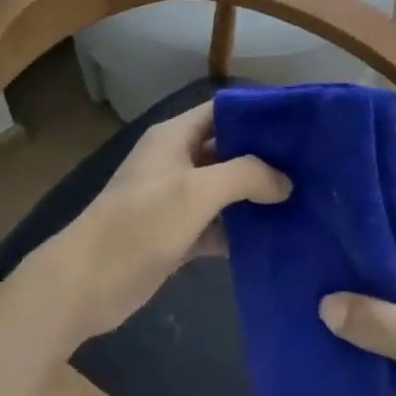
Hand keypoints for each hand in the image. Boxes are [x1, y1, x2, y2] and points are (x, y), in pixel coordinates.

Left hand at [33, 101, 289, 341]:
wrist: (85, 285)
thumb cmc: (140, 224)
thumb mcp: (196, 192)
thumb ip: (245, 176)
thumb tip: (285, 181)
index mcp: (175, 137)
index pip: (223, 111)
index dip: (258, 115)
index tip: (298, 126)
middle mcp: (177, 161)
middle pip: (228, 150)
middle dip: (264, 158)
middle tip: (310, 168)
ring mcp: (175, 199)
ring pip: (224, 190)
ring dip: (255, 197)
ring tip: (302, 202)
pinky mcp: (176, 234)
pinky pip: (216, 224)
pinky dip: (240, 230)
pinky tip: (274, 238)